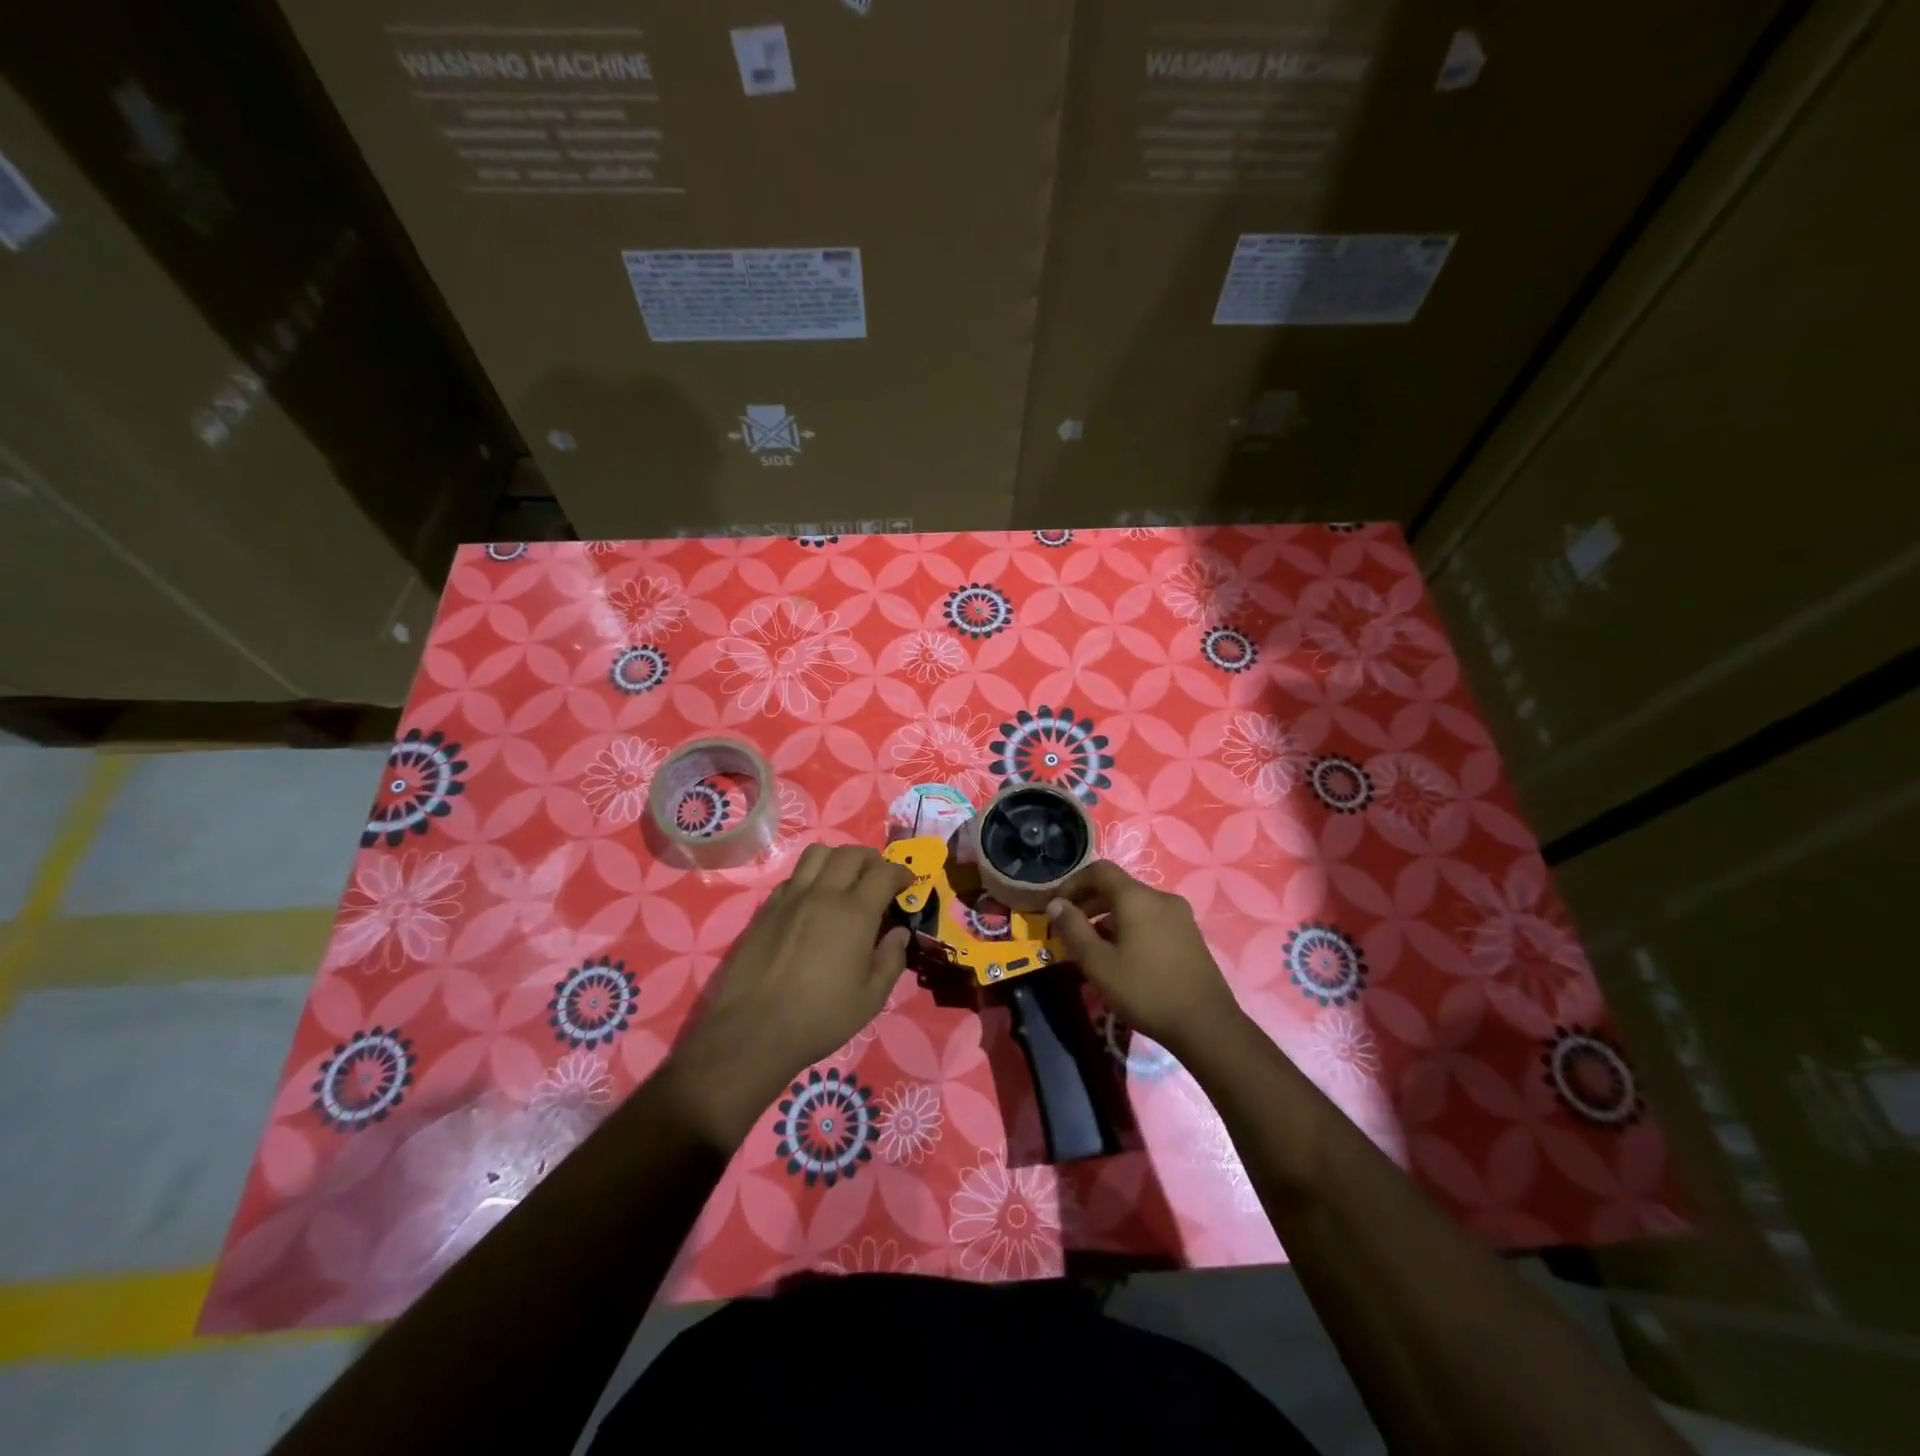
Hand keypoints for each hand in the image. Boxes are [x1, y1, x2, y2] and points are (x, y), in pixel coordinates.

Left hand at [666, 844, 910, 1144]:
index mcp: (854, 913)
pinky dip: (810, 877)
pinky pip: (793, 876)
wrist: (753, 1031)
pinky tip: (813, 902)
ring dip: (838, 859)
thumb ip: (891, 959)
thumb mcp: (871, 998)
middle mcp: (823, 894)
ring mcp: (791, 898)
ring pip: (817, 854)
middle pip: (851, 853)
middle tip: (879, 879)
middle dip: (872, 860)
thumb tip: (899, 933)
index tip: (907, 884)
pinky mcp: (766, 909)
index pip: (884, 873)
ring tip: (844, 880)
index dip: (900, 873)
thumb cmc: (820, 1018)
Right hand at [1048, 860, 1240, 1058]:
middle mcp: (1161, 898)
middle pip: (1118, 887)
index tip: (1056, 907)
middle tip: (1068, 929)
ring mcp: (1180, 917)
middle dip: (1089, 903)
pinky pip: (1151, 920)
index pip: (1099, 871)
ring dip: (1108, 918)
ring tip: (1092, 948)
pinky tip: (1122, 957)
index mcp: (1137, 897)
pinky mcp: (1190, 936)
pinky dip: (1130, 928)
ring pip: (1135, 906)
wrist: (1206, 1025)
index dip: (1073, 883)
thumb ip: (1073, 929)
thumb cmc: (1145, 990)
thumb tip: (1056, 904)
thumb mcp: (1098, 963)